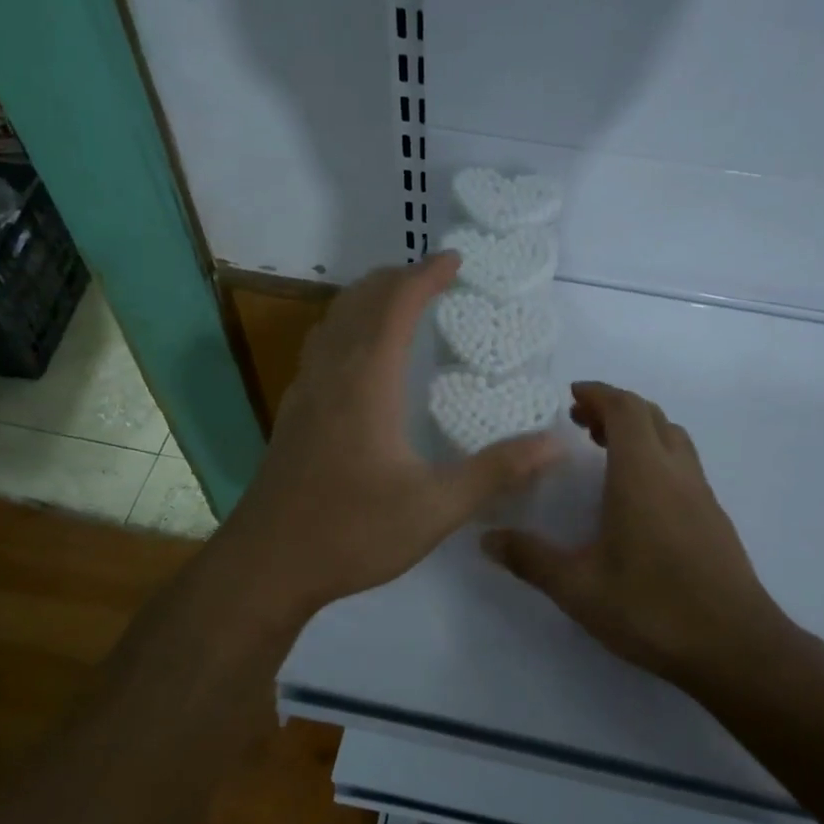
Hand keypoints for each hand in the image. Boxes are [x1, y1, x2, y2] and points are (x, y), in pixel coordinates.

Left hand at [224, 255, 560, 615]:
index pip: (396, 305)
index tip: (455, 260)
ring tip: (398, 303)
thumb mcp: (436, 507)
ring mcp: (305, 391)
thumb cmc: (353, 531)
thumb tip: (555, 444)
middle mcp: (331, 373)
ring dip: (367, 300)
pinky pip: (321, 348)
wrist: (268, 563)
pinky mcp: (293, 413)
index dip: (426, 276)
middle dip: (396, 279)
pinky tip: (358, 358)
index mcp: (366, 381)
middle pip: (359, 301)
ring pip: (334, 321)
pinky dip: (346, 328)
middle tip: (433, 279)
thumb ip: (496, 471)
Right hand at [482, 382, 797, 687]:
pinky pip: (683, 464)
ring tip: (606, 451)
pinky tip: (638, 494)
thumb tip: (487, 539)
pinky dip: (657, 455)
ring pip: (673, 437)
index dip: (598, 393)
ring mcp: (701, 494)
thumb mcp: (578, 588)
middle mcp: (676, 472)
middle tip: (581, 423)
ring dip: (640, 430)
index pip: (625, 408)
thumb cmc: (652, 608)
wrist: (736, 648)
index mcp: (642, 474)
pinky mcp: (714, 517)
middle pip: (650, 415)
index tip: (571, 396)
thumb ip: (530, 559)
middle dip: (614, 408)